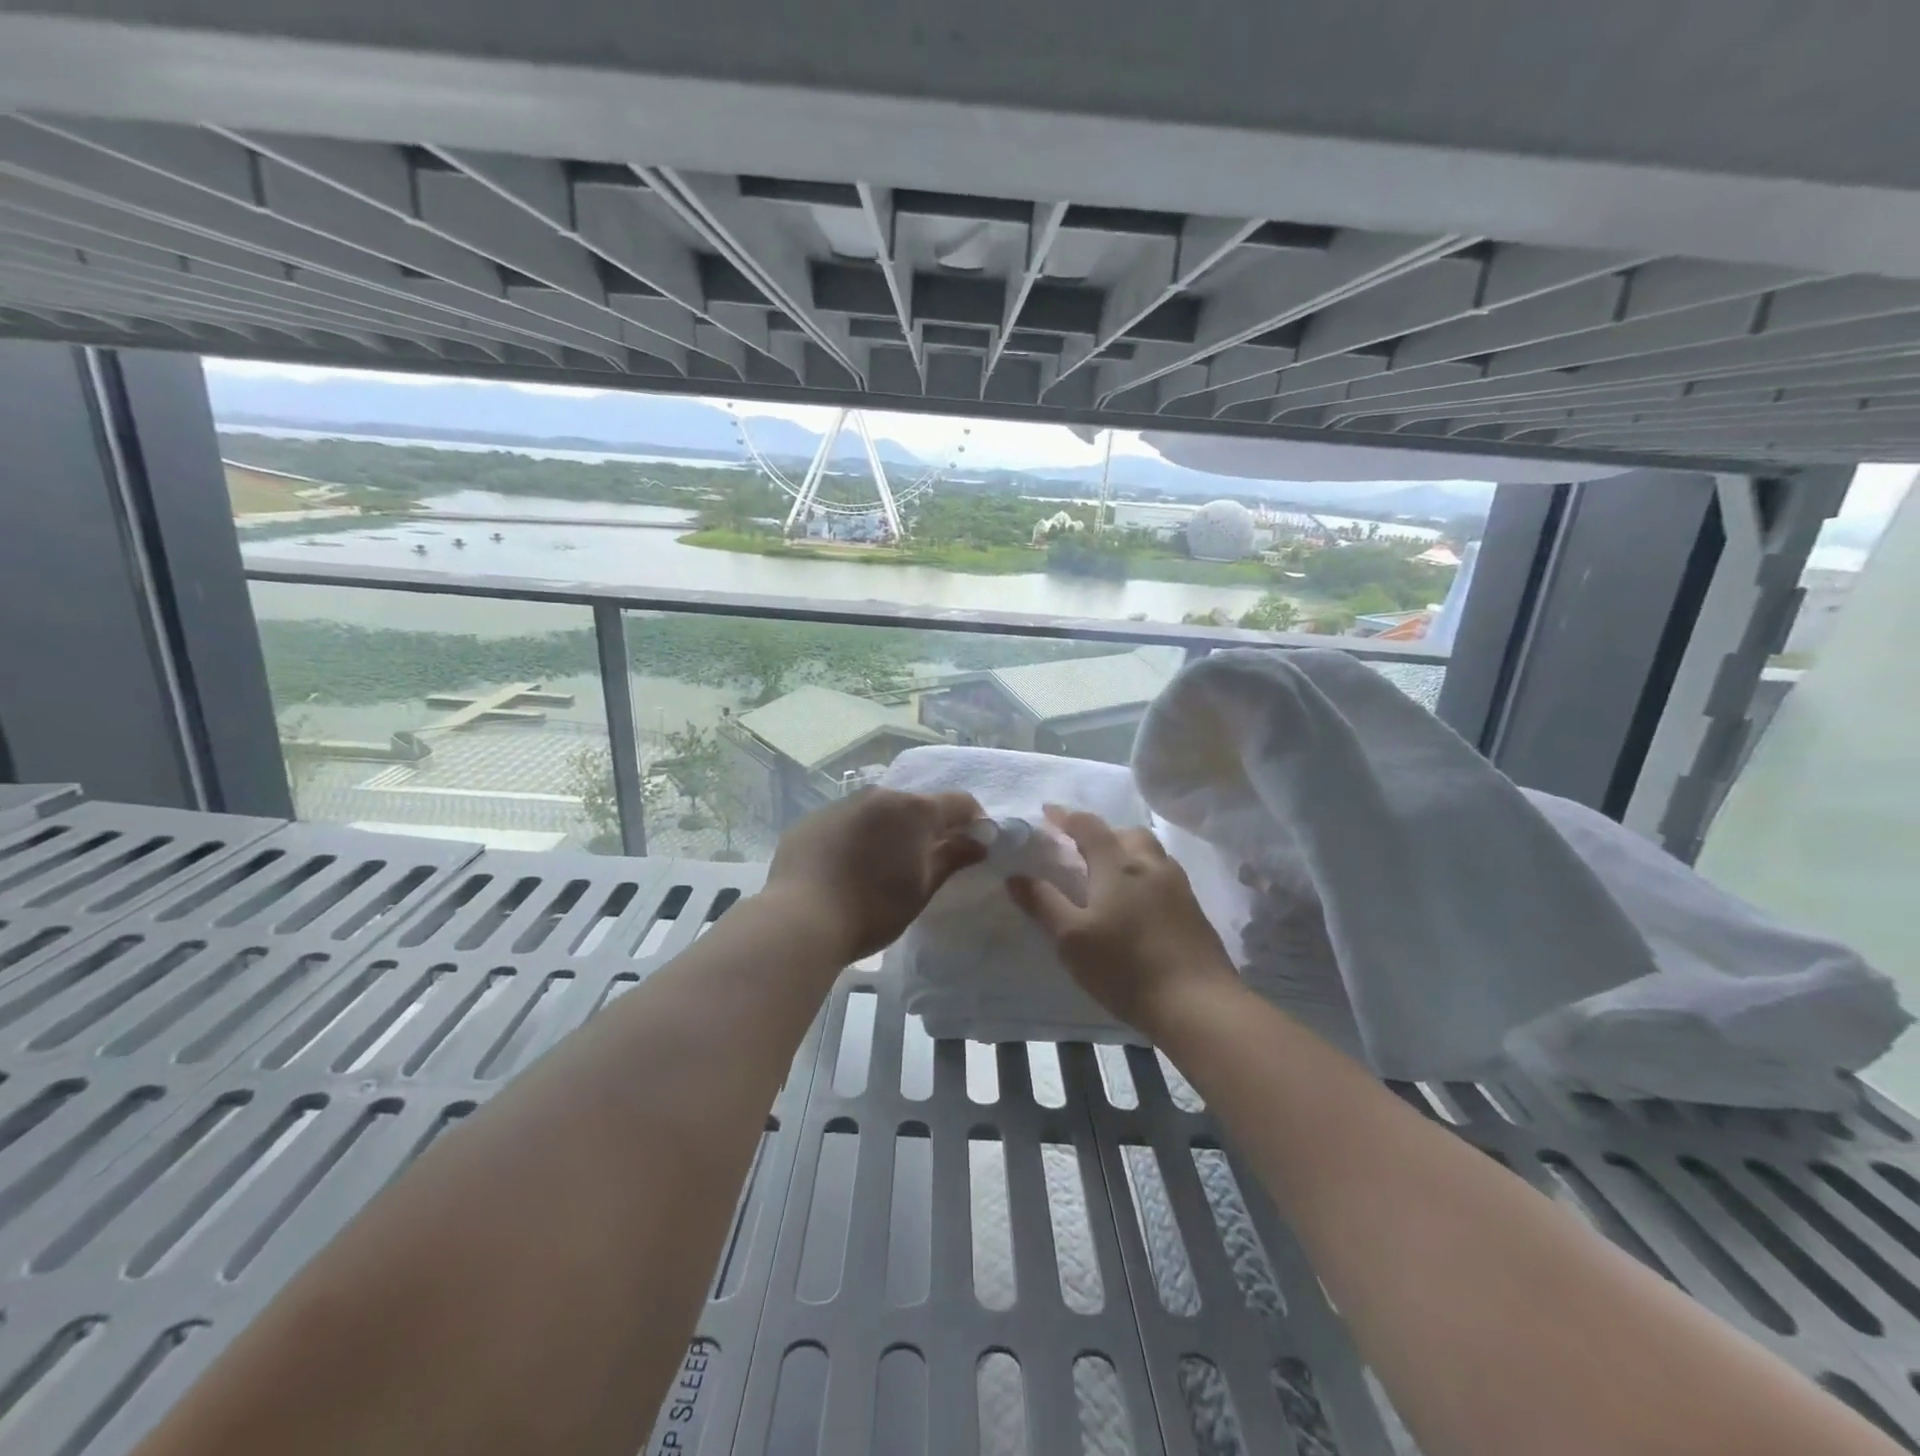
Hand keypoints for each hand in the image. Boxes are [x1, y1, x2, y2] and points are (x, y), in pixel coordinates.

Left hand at [764, 788, 986, 961]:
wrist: (799, 920)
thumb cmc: (872, 909)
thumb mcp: (922, 889)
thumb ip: (953, 858)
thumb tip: (980, 841)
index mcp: (913, 810)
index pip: (959, 803)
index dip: (973, 821)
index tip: (975, 844)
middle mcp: (879, 796)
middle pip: (915, 805)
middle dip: (928, 827)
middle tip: (928, 860)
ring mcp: (841, 805)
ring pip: (878, 811)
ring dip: (889, 830)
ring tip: (883, 865)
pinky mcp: (811, 820)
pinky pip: (845, 822)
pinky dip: (856, 837)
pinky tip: (847, 867)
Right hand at [1008, 806, 1240, 1031]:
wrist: (1197, 1004)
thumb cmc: (1125, 968)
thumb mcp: (1071, 939)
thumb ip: (1043, 903)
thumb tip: (1015, 876)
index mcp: (1117, 865)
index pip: (1088, 826)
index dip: (1066, 817)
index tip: (1047, 813)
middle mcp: (1151, 865)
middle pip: (1125, 833)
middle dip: (1102, 833)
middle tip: (1081, 849)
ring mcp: (1178, 886)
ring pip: (1150, 853)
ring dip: (1127, 852)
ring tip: (1110, 875)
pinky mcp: (1194, 910)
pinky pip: (1164, 875)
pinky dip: (1145, 875)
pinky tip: (1138, 903)